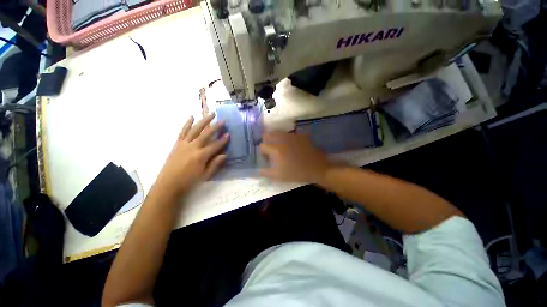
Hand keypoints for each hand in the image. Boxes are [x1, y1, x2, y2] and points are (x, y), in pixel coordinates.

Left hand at [155, 113, 228, 197]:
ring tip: (210, 114)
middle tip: (223, 120)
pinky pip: (183, 131)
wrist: (168, 184)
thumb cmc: (189, 181)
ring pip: (195, 129)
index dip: (223, 140)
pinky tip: (191, 116)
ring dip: (203, 121)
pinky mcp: (177, 144)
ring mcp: (184, 144)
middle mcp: (193, 147)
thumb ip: (215, 164)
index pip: (215, 145)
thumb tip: (225, 155)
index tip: (229, 134)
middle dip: (216, 127)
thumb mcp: (205, 175)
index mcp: (201, 156)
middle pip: (206, 134)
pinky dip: (187, 123)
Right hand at [259, 132, 332, 183]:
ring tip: (280, 148)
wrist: (316, 168)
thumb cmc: (296, 173)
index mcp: (276, 149)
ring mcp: (292, 135)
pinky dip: (286, 139)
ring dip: (276, 139)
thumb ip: (265, 173)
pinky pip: (289, 134)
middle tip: (271, 150)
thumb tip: (257, 170)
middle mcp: (282, 139)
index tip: (267, 158)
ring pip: (278, 132)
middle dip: (267, 141)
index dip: (262, 153)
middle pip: (268, 134)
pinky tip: (291, 146)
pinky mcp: (300, 135)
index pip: (262, 146)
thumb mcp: (279, 176)